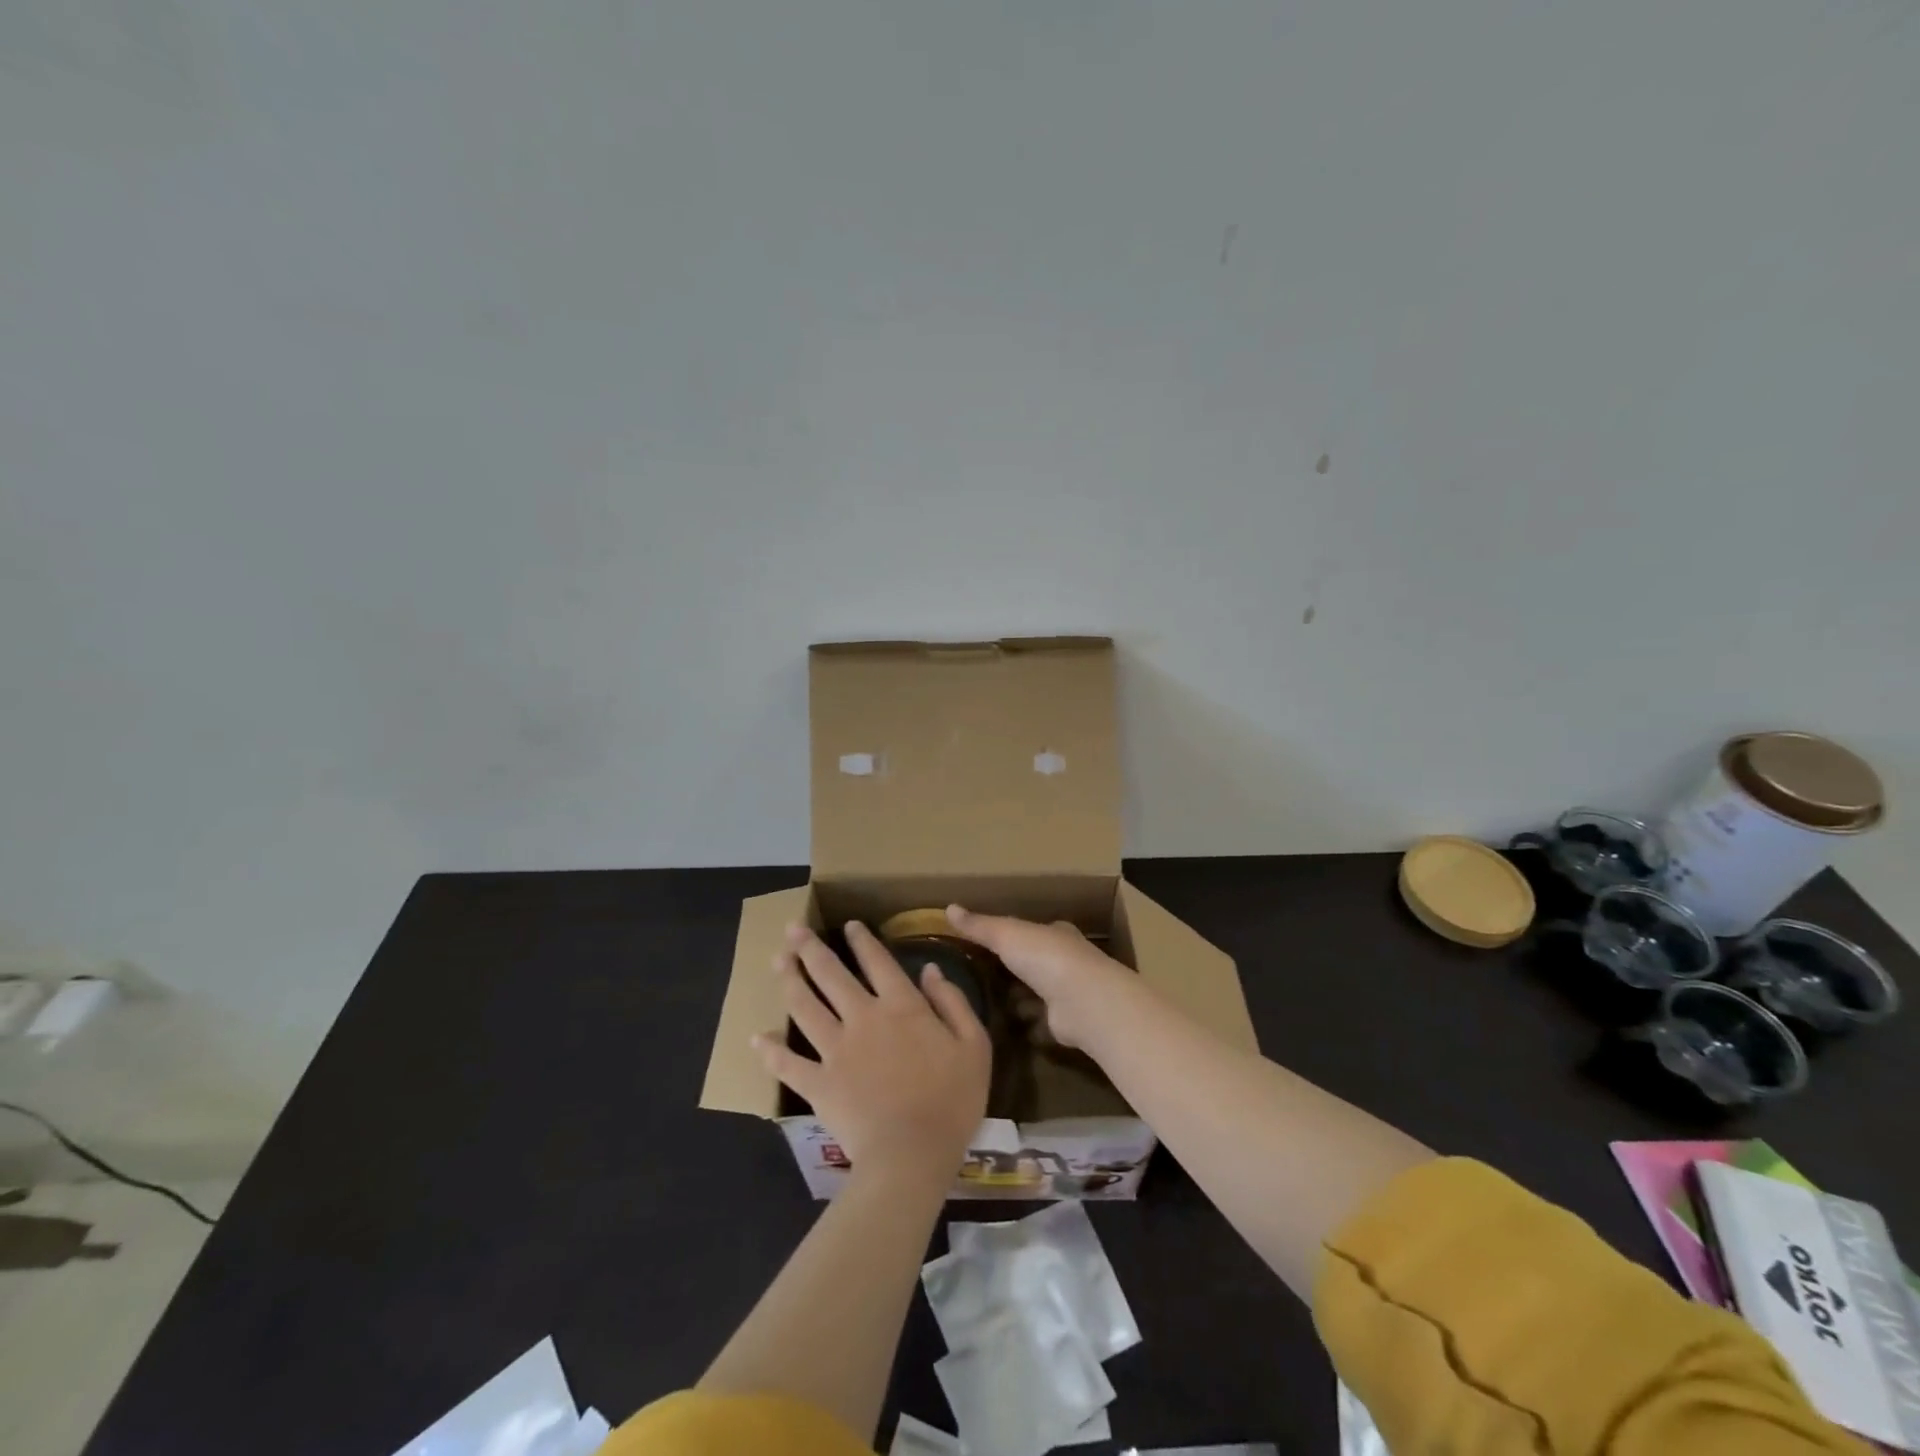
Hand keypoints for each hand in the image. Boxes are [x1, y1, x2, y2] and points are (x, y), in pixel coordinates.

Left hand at [755, 921, 989, 1184]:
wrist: (912, 1155)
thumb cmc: (951, 1101)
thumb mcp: (973, 1046)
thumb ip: (952, 1003)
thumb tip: (930, 969)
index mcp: (902, 1007)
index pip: (878, 962)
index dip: (862, 941)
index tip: (848, 925)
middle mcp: (863, 1018)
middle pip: (831, 975)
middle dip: (810, 949)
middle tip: (791, 930)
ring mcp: (835, 1050)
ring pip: (805, 1007)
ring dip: (789, 981)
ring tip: (777, 962)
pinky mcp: (817, 1084)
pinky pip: (787, 1064)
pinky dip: (770, 1051)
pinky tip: (757, 1038)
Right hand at [944, 905, 1130, 1048]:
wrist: (1083, 1002)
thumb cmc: (1045, 958)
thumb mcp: (1006, 934)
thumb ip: (979, 925)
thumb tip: (948, 908)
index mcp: (1056, 934)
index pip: (1032, 930)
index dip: (1013, 935)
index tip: (989, 943)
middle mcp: (1066, 960)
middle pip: (1035, 963)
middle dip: (1015, 970)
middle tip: (982, 977)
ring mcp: (1069, 993)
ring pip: (1040, 994)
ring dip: (1021, 999)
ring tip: (989, 1005)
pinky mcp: (1068, 1023)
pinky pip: (1043, 1023)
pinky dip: (1030, 1025)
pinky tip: (1009, 1030)